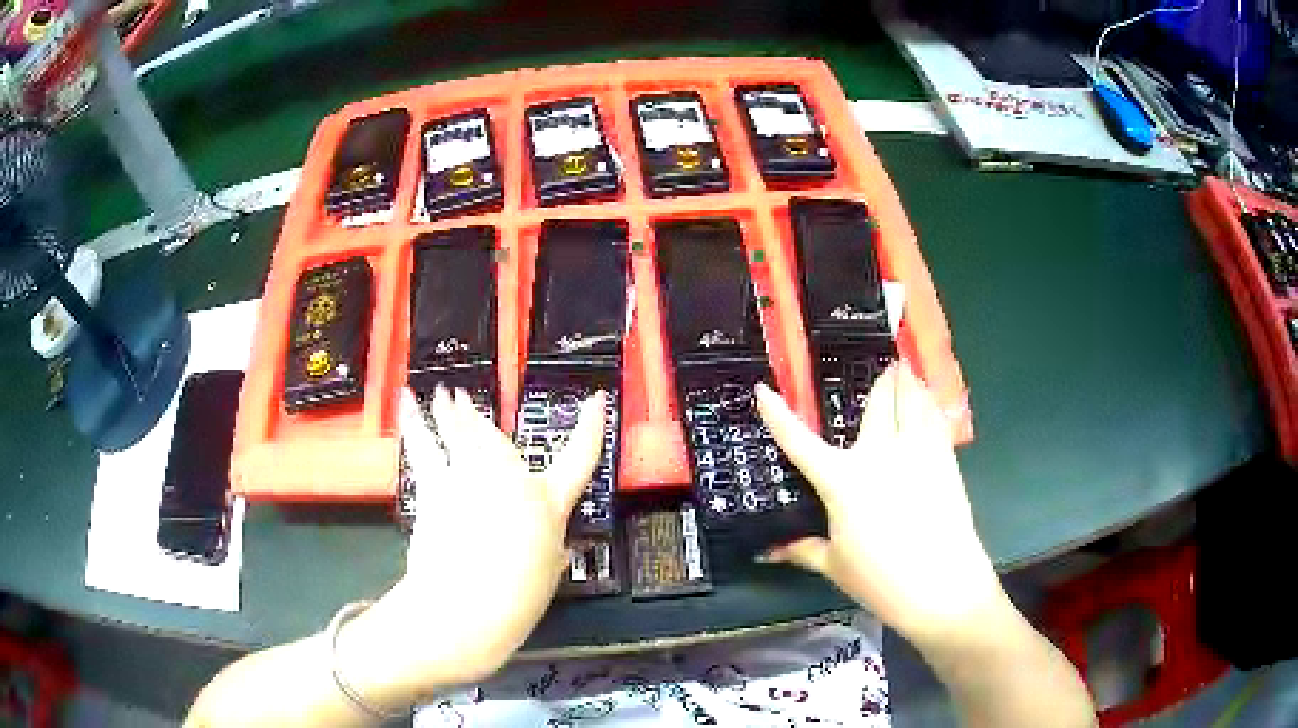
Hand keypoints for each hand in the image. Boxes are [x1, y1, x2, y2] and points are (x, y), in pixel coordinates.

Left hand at [337, 385, 606, 708]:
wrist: (467, 608)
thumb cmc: (516, 601)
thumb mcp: (547, 577)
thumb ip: (551, 555)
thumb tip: (555, 551)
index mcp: (549, 506)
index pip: (580, 458)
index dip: (592, 427)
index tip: (596, 400)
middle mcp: (513, 483)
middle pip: (498, 440)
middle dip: (478, 418)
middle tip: (462, 399)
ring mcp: (471, 480)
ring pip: (461, 435)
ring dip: (450, 412)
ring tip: (443, 394)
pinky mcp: (437, 488)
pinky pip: (424, 448)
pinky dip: (414, 422)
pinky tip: (408, 403)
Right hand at [755, 364, 1007, 645]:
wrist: (942, 584)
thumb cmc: (881, 579)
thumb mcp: (835, 565)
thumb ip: (803, 550)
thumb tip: (769, 552)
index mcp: (843, 481)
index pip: (800, 443)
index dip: (778, 416)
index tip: (763, 390)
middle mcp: (879, 455)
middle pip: (878, 404)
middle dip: (880, 381)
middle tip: (883, 362)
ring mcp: (916, 452)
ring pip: (913, 402)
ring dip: (908, 382)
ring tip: (906, 368)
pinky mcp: (944, 460)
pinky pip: (935, 420)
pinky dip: (930, 405)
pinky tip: (930, 401)